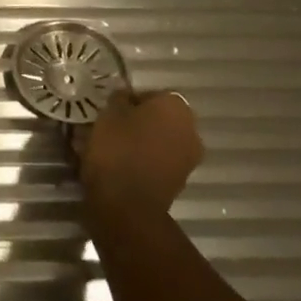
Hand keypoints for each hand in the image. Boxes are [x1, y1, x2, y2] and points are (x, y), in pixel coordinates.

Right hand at [78, 89, 200, 214]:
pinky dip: (144, 162)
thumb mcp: (109, 113)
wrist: (128, 206)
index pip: (151, 94)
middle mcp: (190, 129)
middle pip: (159, 118)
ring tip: (114, 149)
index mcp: (176, 106)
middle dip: (139, 122)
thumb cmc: (118, 148)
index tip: (111, 110)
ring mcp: (188, 159)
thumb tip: (126, 98)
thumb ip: (120, 99)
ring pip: (160, 141)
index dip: (129, 101)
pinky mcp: (180, 183)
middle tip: (112, 128)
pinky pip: (159, 162)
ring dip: (142, 142)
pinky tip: (122, 167)